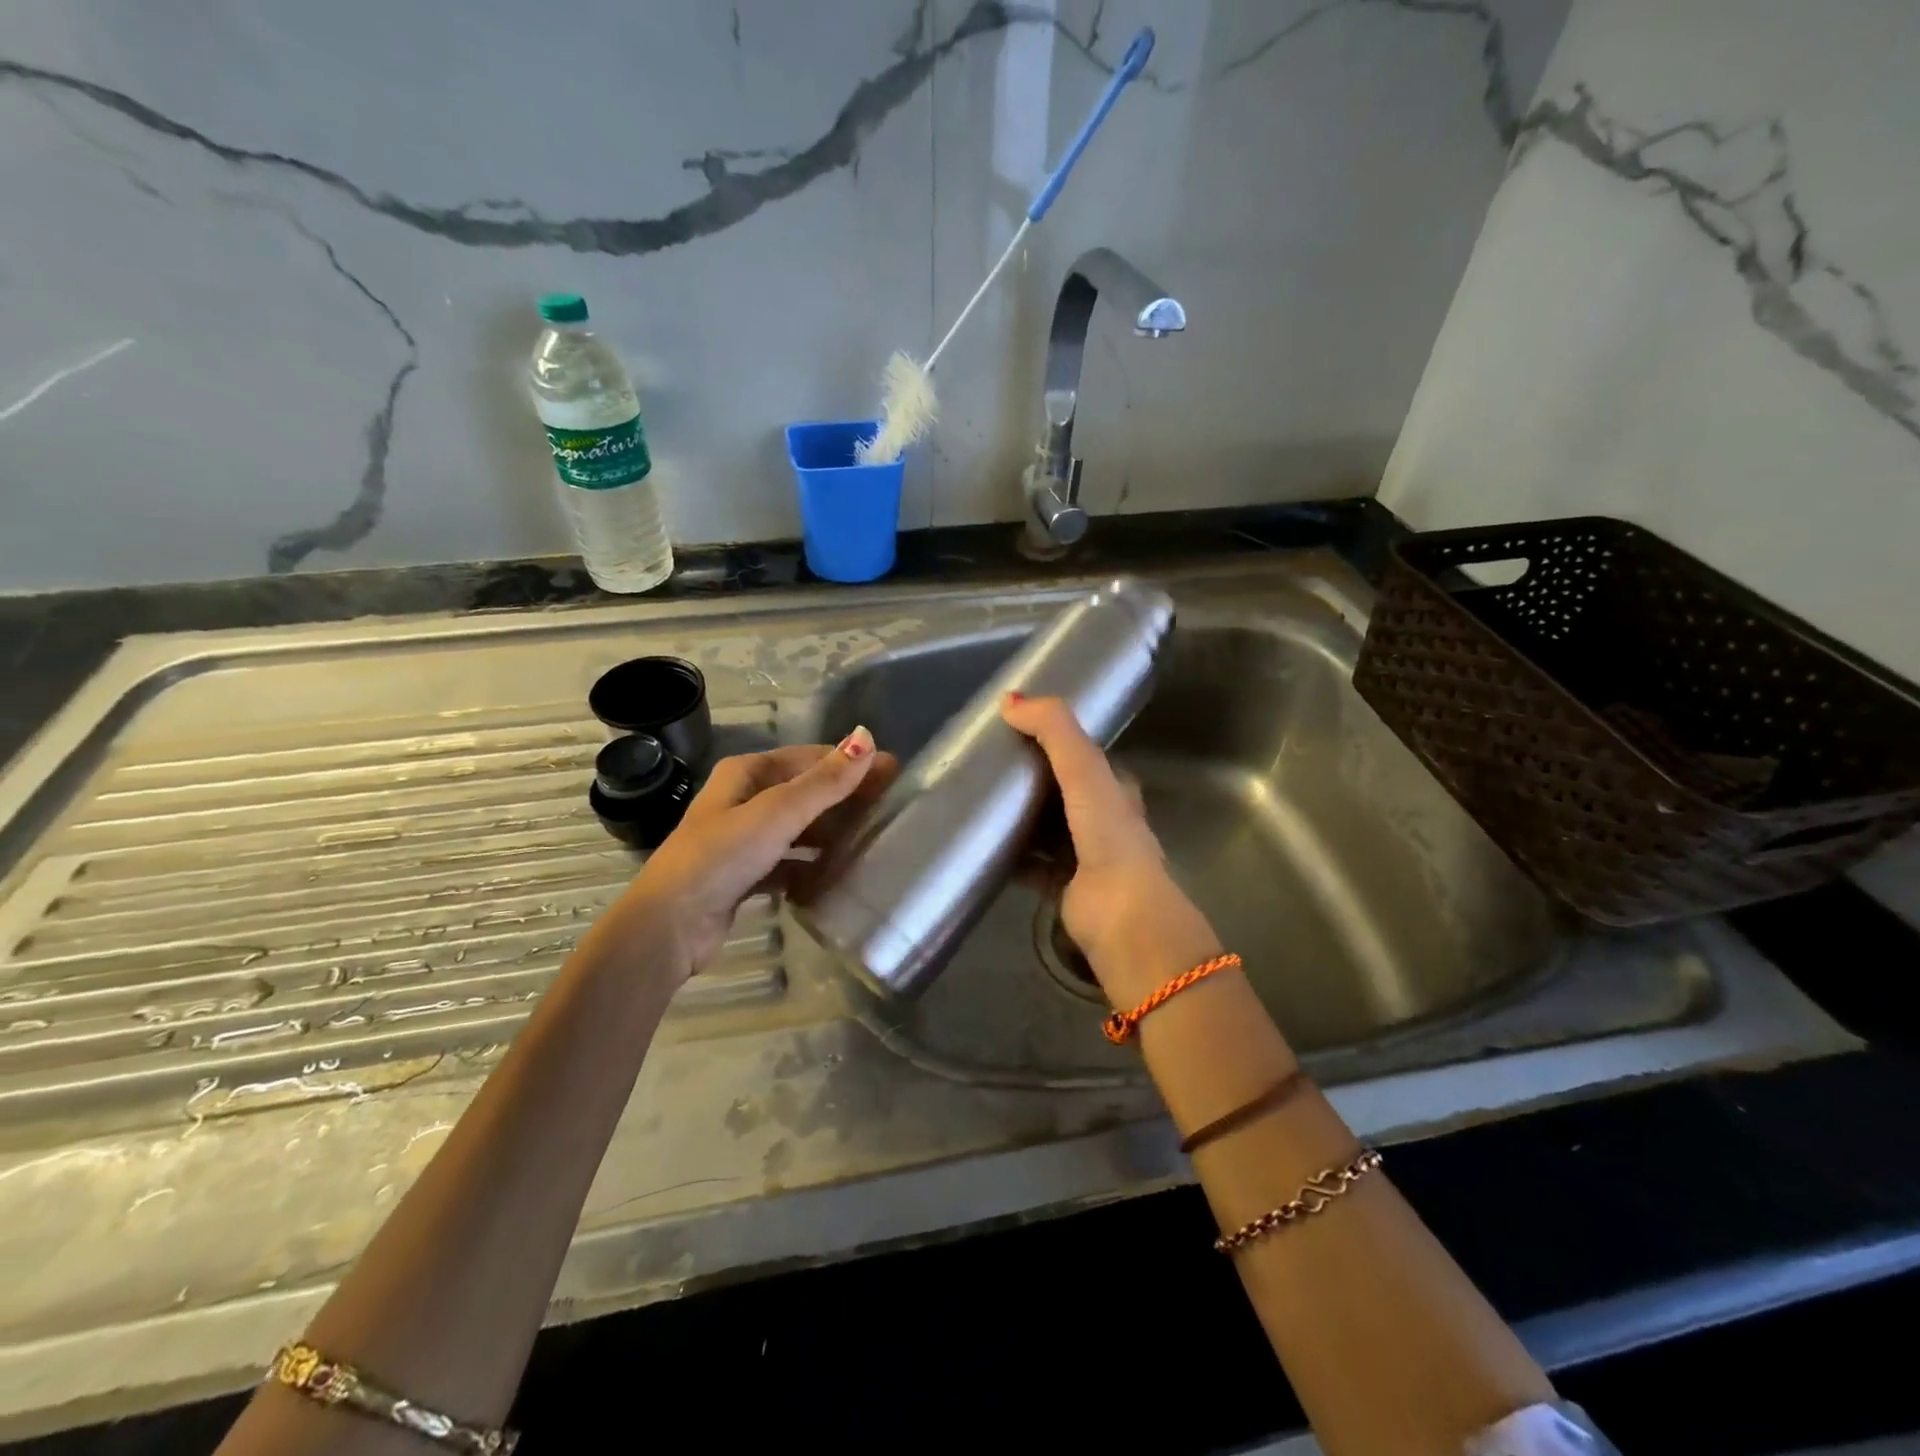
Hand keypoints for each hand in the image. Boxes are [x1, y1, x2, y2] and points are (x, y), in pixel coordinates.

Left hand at [591, 728, 892, 983]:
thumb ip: (825, 781)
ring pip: (797, 830)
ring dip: (829, 834)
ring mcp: (742, 841)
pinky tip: (836, 877)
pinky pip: (788, 864)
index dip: (850, 763)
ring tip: (871, 842)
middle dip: (843, 800)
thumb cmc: (722, 856)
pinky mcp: (743, 876)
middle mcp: (742, 801)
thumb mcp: (778, 813)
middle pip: (804, 793)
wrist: (669, 926)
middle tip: (888, 810)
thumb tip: (866, 737)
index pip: (809, 758)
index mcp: (746, 774)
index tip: (892, 773)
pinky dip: (809, 867)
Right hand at [1001, 694, 1221, 1004]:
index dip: (1056, 741)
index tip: (1017, 730)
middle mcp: (1104, 822)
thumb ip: (1054, 730)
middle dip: (1032, 780)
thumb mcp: (1084, 770)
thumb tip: (1011, 700)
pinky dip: (1010, 857)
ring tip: (979, 802)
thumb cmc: (1108, 837)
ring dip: (1020, 818)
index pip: (1085, 757)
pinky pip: (1031, 866)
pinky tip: (983, 847)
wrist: (1120, 915)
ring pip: (1046, 829)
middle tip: (988, 765)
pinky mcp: (1064, 888)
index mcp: (1116, 791)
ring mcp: (1086, 858)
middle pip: (1063, 793)